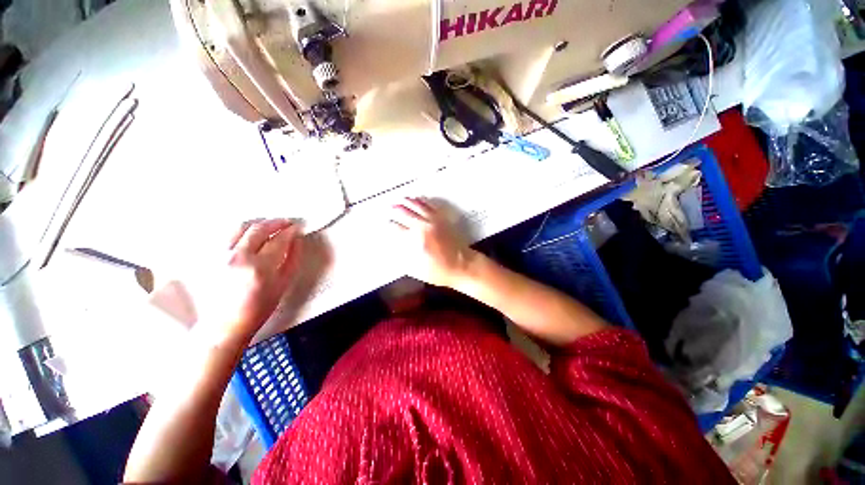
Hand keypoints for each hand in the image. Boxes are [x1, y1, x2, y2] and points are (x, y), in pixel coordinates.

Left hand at [195, 219, 303, 342]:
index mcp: (260, 267)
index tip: (296, 228)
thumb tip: (297, 241)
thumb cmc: (257, 308)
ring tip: (268, 225)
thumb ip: (293, 259)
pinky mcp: (209, 257)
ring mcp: (220, 256)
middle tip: (285, 222)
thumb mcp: (283, 285)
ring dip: (258, 223)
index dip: (290, 231)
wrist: (225, 323)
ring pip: (240, 227)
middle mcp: (238, 257)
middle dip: (275, 222)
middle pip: (258, 229)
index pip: (279, 240)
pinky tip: (249, 233)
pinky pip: (227, 234)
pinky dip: (241, 230)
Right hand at [388, 197, 476, 287]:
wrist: (462, 266)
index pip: (398, 228)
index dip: (391, 225)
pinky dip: (423, 201)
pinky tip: (419, 199)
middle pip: (407, 214)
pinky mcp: (443, 219)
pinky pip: (431, 206)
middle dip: (397, 210)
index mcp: (416, 240)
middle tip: (390, 207)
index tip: (387, 223)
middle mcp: (424, 227)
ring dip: (409, 202)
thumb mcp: (417, 270)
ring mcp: (434, 221)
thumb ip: (403, 257)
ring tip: (401, 199)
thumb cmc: (439, 271)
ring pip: (419, 207)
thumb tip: (394, 247)